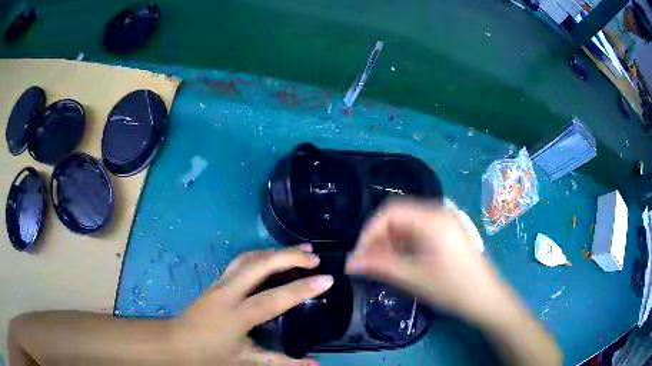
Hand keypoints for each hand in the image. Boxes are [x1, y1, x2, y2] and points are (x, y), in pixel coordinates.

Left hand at [171, 245, 332, 364]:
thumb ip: (282, 362)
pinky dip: (261, 254)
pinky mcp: (216, 280)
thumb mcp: (247, 360)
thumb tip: (315, 364)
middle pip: (259, 265)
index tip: (327, 278)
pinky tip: (273, 257)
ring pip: (249, 257)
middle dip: (289, 256)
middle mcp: (228, 293)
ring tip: (299, 250)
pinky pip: (241, 261)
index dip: (302, 288)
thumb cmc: (210, 354)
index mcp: (236, 316)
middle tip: (314, 256)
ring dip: (275, 251)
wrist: (176, 342)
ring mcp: (219, 283)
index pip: (274, 299)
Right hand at [345, 199, 508, 325]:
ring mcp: (445, 222)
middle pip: (398, 215)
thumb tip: (349, 262)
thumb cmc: (453, 289)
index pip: (389, 212)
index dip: (369, 232)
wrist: (487, 299)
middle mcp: (439, 213)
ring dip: (390, 242)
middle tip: (367, 262)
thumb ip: (379, 266)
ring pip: (407, 224)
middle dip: (378, 238)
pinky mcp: (447, 233)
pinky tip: (400, 261)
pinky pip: (418, 231)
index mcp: (432, 219)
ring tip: (380, 265)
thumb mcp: (414, 278)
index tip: (358, 255)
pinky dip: (404, 244)